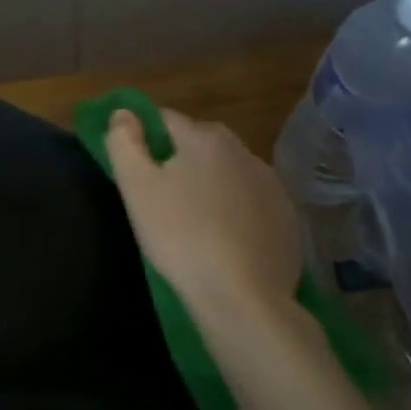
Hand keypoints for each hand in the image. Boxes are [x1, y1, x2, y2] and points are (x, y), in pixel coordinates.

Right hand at [107, 107, 303, 336]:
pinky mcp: (288, 217)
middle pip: (199, 143)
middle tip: (160, 196)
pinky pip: (251, 201)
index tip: (135, 168)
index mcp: (204, 138)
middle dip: (178, 159)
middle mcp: (243, 151)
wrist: (242, 296)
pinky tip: (224, 238)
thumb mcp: (135, 186)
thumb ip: (123, 141)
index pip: (165, 119)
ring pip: (228, 171)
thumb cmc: (179, 235)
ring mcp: (271, 184)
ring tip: (192, 219)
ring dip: (210, 183)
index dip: (144, 138)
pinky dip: (236, 210)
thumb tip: (123, 113)